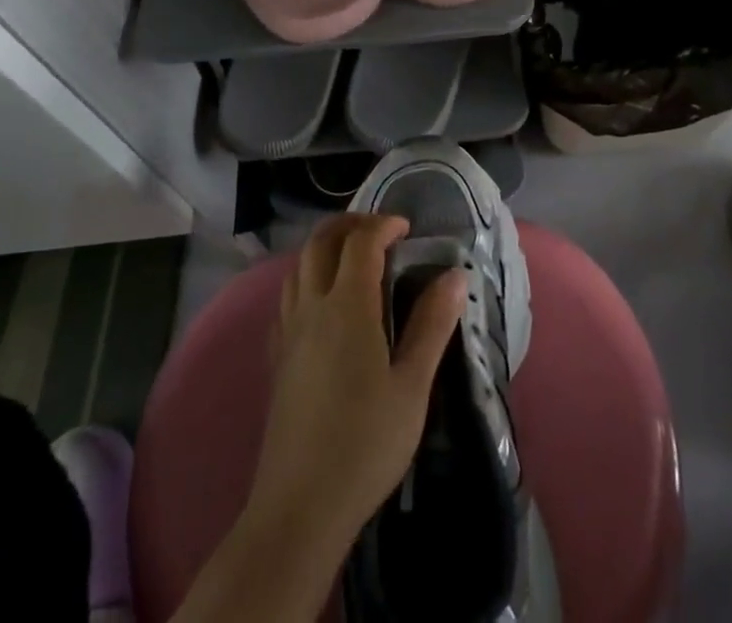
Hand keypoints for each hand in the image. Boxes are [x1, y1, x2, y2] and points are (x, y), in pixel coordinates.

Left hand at [245, 213, 466, 554]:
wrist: (300, 506)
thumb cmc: (366, 444)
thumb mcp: (412, 386)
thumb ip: (432, 325)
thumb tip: (455, 274)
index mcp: (348, 306)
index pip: (361, 242)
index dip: (384, 224)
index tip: (407, 229)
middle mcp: (312, 306)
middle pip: (321, 241)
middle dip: (350, 224)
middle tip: (379, 231)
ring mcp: (288, 331)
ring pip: (298, 265)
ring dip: (325, 248)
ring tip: (352, 259)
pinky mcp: (277, 357)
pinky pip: (287, 297)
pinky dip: (306, 279)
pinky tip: (322, 304)